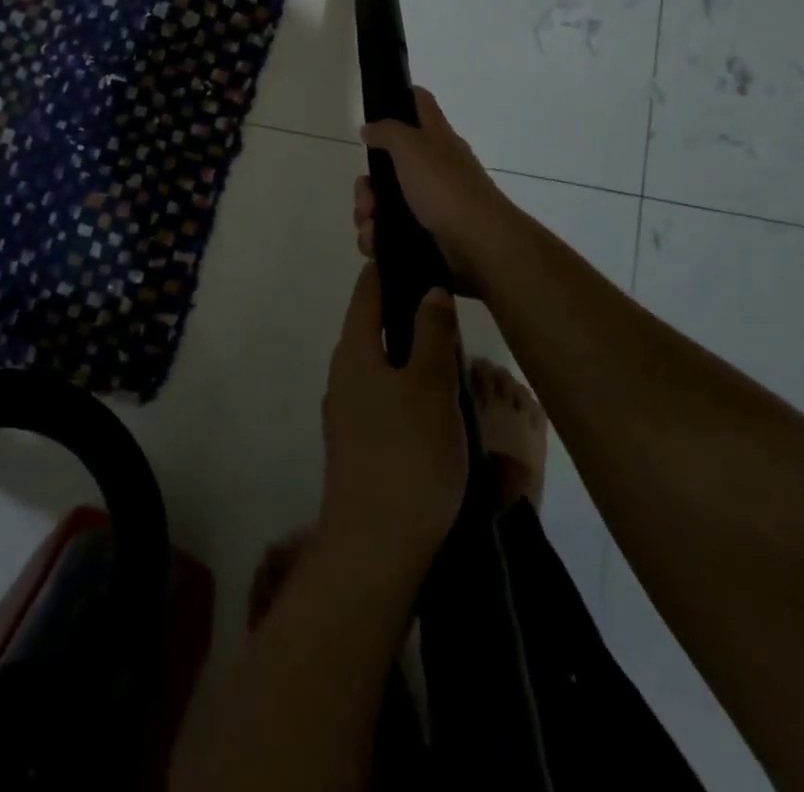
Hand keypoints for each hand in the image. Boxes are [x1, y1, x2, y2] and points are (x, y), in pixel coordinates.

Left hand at [318, 264, 468, 581]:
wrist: (375, 551)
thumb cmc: (408, 456)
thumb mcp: (430, 387)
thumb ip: (432, 333)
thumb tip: (430, 290)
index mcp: (354, 351)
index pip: (368, 291)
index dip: (390, 268)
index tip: (417, 252)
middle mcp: (344, 375)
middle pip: (377, 330)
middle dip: (412, 318)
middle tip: (452, 312)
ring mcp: (349, 414)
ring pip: (388, 372)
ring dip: (420, 365)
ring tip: (460, 365)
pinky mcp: (361, 448)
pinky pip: (393, 408)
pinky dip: (419, 402)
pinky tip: (450, 418)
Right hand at [355, 87, 514, 299]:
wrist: (478, 245)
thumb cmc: (445, 188)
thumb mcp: (412, 148)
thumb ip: (388, 132)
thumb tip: (369, 128)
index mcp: (436, 139)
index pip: (420, 103)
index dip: (399, 98)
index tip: (374, 109)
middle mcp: (434, 168)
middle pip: (389, 165)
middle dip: (368, 185)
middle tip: (367, 198)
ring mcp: (432, 204)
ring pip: (385, 203)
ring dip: (369, 215)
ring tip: (370, 227)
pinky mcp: (427, 235)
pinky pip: (392, 233)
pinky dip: (379, 238)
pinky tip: (376, 244)